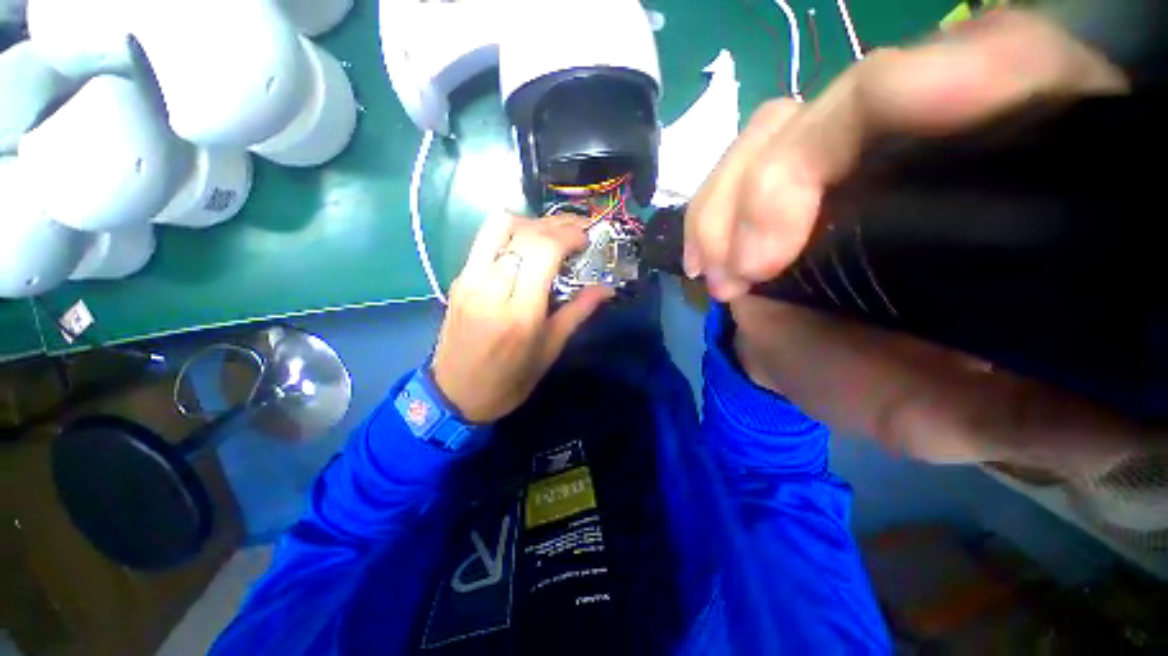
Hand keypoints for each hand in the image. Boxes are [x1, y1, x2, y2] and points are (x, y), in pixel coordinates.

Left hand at [431, 213, 613, 422]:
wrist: (457, 395)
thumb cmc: (510, 380)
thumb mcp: (550, 349)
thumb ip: (578, 312)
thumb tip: (607, 289)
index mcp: (520, 313)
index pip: (543, 251)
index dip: (569, 235)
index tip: (586, 239)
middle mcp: (490, 289)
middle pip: (523, 233)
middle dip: (555, 224)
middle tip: (576, 230)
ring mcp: (469, 281)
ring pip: (498, 226)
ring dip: (530, 223)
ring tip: (550, 235)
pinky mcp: (458, 280)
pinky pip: (485, 241)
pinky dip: (511, 234)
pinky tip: (526, 248)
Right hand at [689, 9, 1141, 475]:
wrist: (818, 368)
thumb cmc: (897, 391)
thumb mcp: (972, 419)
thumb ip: (1037, 419)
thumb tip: (1116, 423)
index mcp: (1013, 176)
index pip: (1010, 68)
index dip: (950, 80)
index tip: (873, 153)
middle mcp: (925, 138)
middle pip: (858, 95)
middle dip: (783, 180)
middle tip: (752, 267)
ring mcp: (838, 155)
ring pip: (779, 126)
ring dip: (731, 199)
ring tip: (723, 275)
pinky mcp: (777, 180)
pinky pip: (734, 164)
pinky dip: (707, 211)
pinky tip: (704, 262)